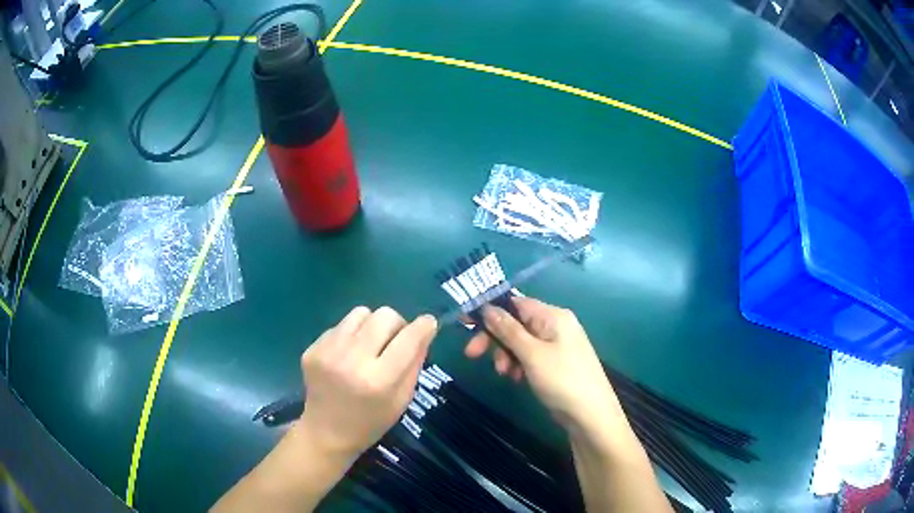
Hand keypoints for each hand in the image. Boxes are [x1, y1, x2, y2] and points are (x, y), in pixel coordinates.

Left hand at [298, 306, 437, 459]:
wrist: (326, 432)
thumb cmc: (370, 422)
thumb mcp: (402, 400)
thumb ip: (414, 364)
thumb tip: (425, 329)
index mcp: (379, 380)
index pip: (408, 339)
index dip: (424, 326)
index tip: (429, 324)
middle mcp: (352, 360)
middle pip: (385, 316)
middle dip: (397, 324)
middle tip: (395, 341)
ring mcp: (328, 352)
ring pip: (361, 313)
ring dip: (372, 326)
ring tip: (369, 346)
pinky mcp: (312, 348)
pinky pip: (341, 325)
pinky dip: (351, 335)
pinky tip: (347, 356)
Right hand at [465, 297, 616, 431]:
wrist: (590, 416)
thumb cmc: (562, 380)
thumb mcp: (532, 354)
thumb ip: (508, 330)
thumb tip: (487, 307)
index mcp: (553, 316)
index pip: (516, 303)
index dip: (490, 311)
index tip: (465, 322)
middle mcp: (555, 325)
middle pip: (516, 323)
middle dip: (495, 338)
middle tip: (472, 354)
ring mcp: (556, 345)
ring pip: (520, 342)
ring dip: (506, 355)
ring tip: (505, 374)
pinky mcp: (554, 363)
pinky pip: (529, 356)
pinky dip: (518, 364)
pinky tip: (516, 379)